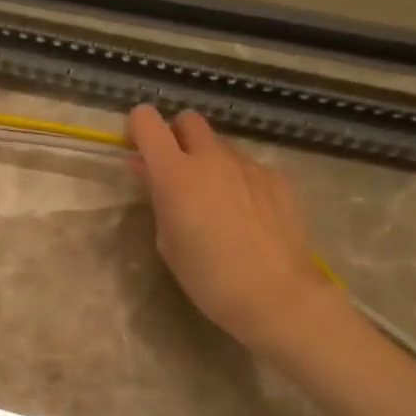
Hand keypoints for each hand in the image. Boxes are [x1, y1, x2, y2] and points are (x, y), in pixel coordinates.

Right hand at [127, 105, 345, 359]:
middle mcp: (212, 158)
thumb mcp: (168, 241)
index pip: (147, 121)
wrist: (277, 295)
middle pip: (188, 120)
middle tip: (175, 173)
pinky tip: (244, 216)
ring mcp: (248, 165)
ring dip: (208, 161)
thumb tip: (149, 171)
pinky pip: (246, 167)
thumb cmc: (208, 278)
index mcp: (176, 174)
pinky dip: (236, 180)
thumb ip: (157, 198)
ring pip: (219, 145)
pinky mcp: (276, 178)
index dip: (138, 129)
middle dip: (176, 137)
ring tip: (213, 202)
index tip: (137, 151)